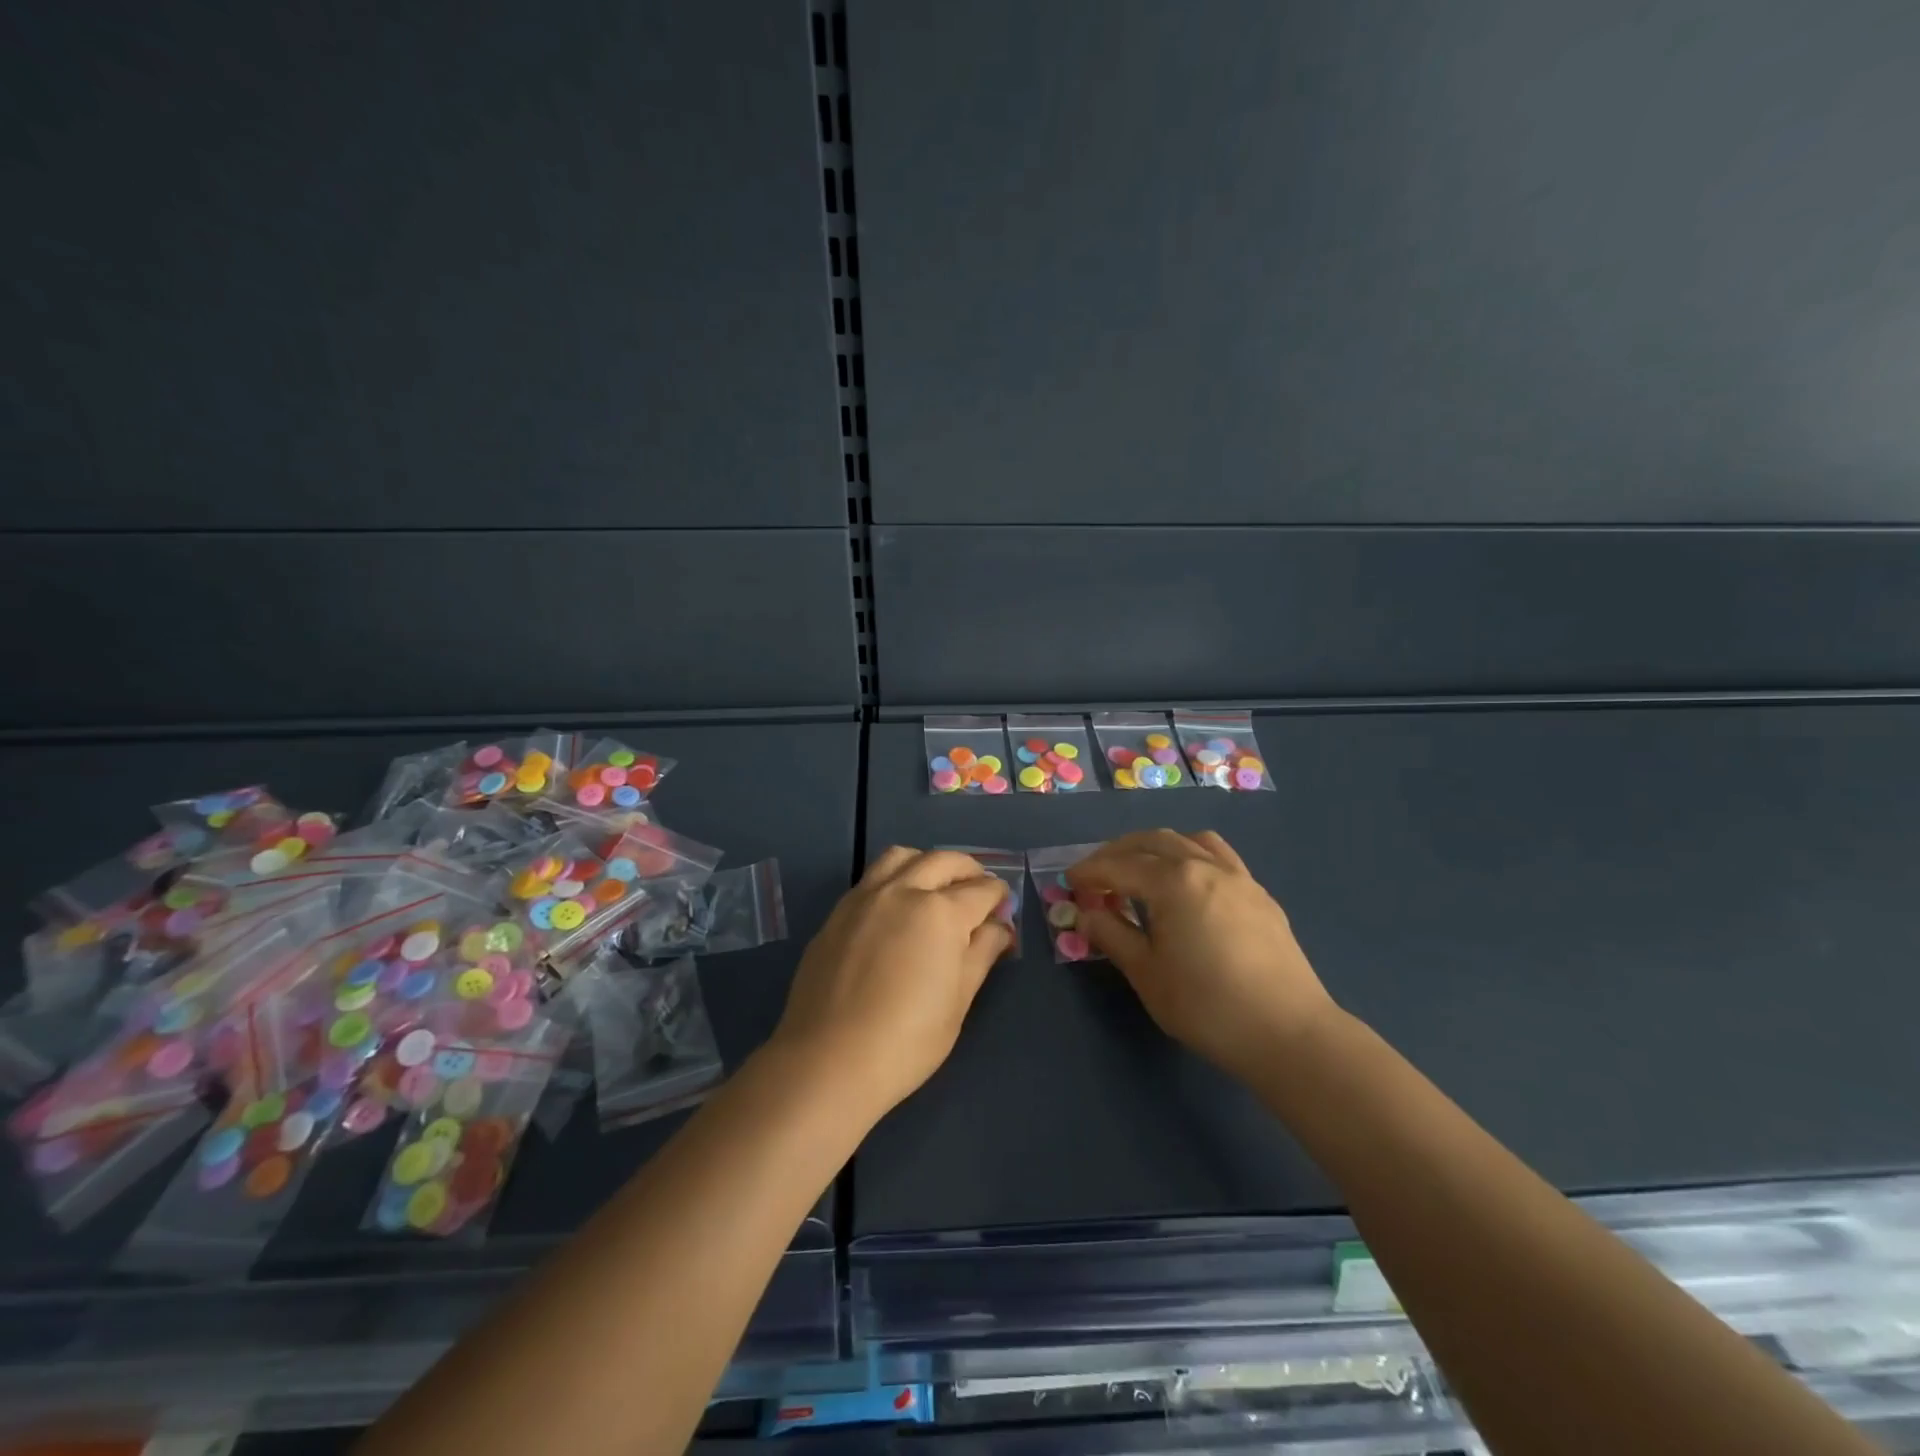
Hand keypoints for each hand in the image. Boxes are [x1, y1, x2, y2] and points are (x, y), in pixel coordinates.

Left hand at [769, 847, 1013, 1123]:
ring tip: (936, 886)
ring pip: (902, 857)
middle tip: (979, 888)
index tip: (1003, 908)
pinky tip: (897, 907)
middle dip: (969, 869)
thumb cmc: (907, 1040)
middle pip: (943, 861)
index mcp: (940, 912)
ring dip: (927, 863)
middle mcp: (903, 891)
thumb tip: (999, 927)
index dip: (998, 897)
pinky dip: (895, 878)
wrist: (828, 1060)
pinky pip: (872, 877)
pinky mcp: (838, 913)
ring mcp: (865, 898)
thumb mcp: (958, 1001)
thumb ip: (981, 954)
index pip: (981, 890)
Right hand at [1068, 830, 1337, 1081]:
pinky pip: (1218, 856)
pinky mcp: (1259, 894)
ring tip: (1141, 870)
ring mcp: (1238, 877)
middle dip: (1118, 852)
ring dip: (1156, 847)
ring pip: (1189, 840)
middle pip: (1152, 841)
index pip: (1119, 865)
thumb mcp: (1146, 974)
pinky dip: (1191, 855)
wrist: (1288, 1032)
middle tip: (1097, 874)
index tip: (1069, 882)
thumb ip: (1112, 935)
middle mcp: (1205, 866)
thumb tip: (1086, 914)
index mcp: (1173, 881)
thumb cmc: (1207, 1005)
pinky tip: (1188, 885)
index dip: (1090, 871)